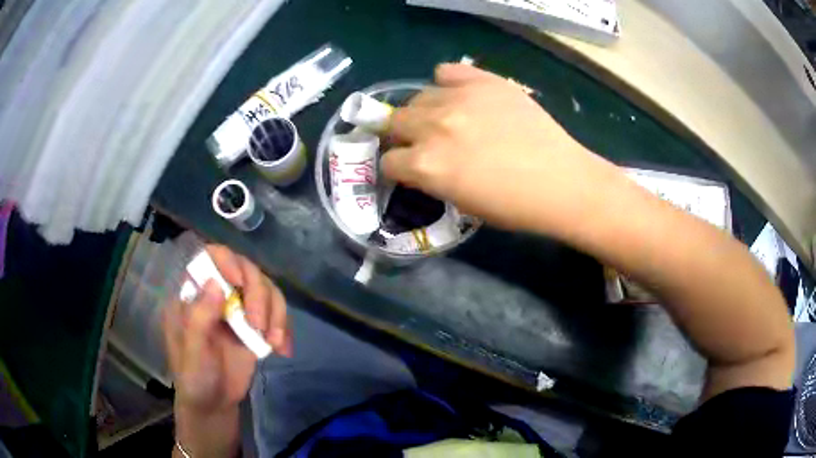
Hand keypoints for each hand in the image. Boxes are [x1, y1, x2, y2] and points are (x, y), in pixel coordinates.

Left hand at [163, 245, 291, 457]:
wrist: (215, 404)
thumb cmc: (194, 378)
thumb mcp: (192, 353)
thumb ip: (199, 319)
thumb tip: (216, 284)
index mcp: (194, 294)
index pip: (209, 258)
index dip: (226, 261)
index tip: (238, 282)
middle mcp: (217, 294)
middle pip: (245, 270)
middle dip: (257, 296)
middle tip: (259, 327)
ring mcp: (238, 309)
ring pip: (266, 288)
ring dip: (275, 313)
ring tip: (274, 343)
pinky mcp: (256, 325)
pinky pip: (277, 312)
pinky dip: (285, 328)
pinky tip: (283, 349)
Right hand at [382, 63, 624, 236]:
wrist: (562, 183)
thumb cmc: (514, 206)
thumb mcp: (461, 203)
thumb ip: (431, 179)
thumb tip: (417, 164)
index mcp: (427, 166)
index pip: (389, 160)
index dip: (397, 167)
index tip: (408, 168)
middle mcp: (434, 127)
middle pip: (395, 121)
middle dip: (403, 135)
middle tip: (423, 142)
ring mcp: (459, 98)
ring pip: (418, 96)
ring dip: (424, 110)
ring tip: (446, 119)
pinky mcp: (484, 81)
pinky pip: (447, 71)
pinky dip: (448, 83)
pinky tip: (462, 96)